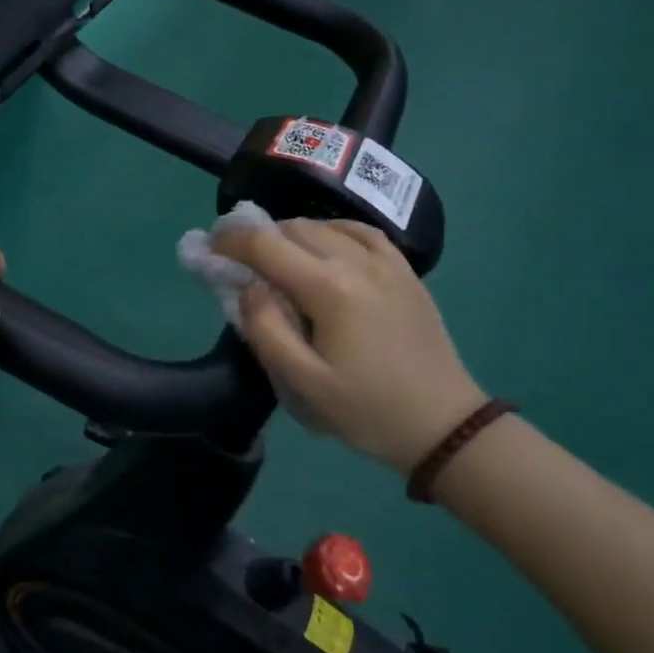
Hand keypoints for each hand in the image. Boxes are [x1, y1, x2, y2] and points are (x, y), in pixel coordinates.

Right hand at [212, 220, 485, 474]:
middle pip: (293, 229)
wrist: (444, 426)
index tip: (208, 251)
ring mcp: (387, 263)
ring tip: (274, 258)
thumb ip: (265, 330)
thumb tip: (247, 287)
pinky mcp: (405, 272)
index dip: (230, 242)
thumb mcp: (303, 384)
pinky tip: (323, 246)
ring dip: (291, 235)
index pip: (266, 246)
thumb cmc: (367, 410)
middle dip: (257, 237)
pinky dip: (332, 231)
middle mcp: (357, 263)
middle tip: (235, 260)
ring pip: (325, 226)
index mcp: (329, 289)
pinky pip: (362, 232)